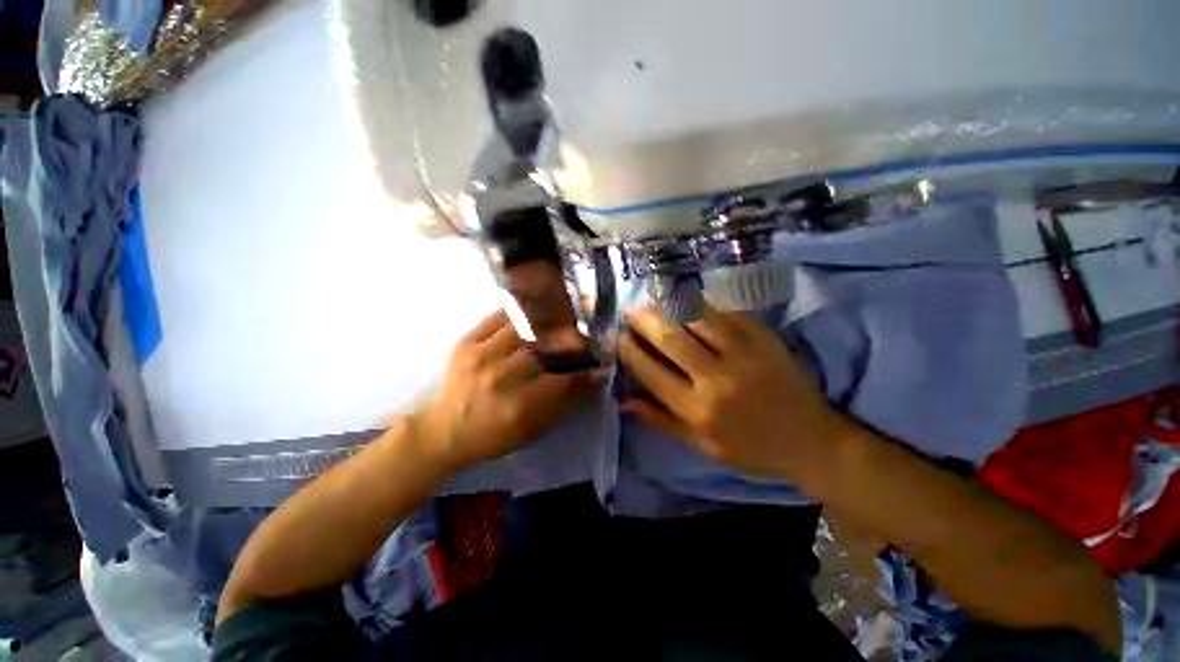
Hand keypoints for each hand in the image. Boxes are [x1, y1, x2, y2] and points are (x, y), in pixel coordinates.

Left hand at [417, 310, 602, 470]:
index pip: (565, 378)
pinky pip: (498, 317)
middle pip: (545, 348)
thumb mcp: (535, 428)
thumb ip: (566, 401)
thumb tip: (595, 376)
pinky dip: (518, 313)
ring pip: (523, 327)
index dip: (586, 368)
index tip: (599, 360)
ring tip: (558, 322)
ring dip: (545, 324)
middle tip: (583, 336)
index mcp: (519, 405)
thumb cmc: (495, 434)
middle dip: (570, 340)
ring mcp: (480, 356)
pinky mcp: (466, 342)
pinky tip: (530, 315)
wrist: (447, 429)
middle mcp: (501, 377)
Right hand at [619, 303, 846, 480]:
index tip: (617, 336)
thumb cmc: (750, 449)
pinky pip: (727, 314)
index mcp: (698, 410)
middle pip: (671, 339)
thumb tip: (624, 401)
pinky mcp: (764, 339)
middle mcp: (717, 379)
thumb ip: (661, 421)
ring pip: (697, 320)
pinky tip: (689, 299)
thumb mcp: (701, 445)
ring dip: (670, 306)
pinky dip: (703, 305)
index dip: (630, 351)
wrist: (811, 441)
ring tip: (653, 298)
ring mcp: (744, 355)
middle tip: (629, 309)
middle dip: (645, 320)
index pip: (652, 373)